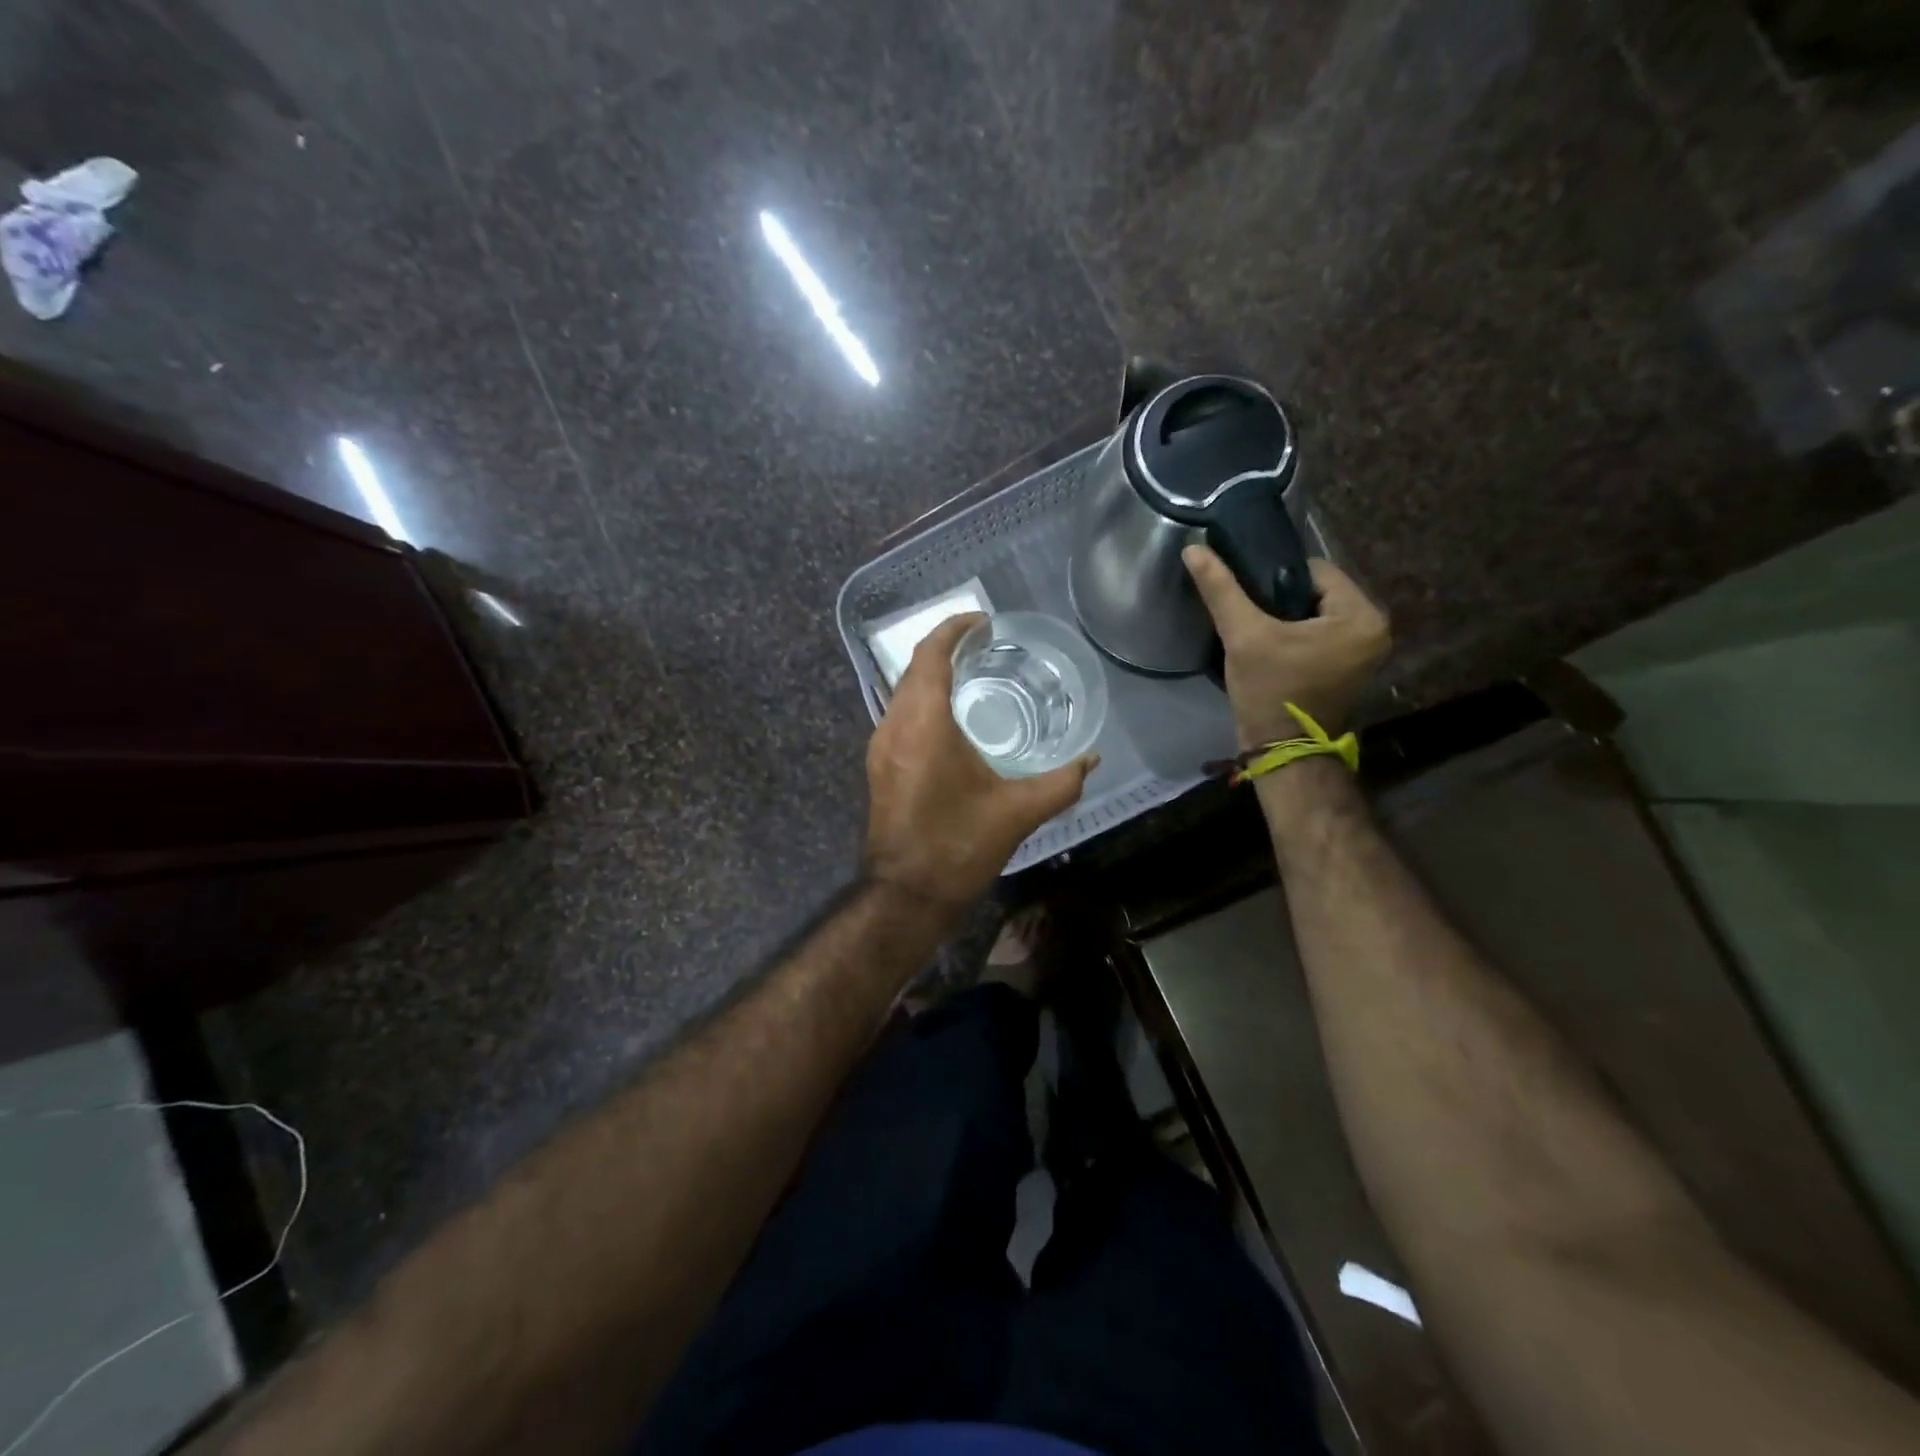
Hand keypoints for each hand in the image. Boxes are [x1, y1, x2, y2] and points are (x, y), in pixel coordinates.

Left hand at [865, 614, 1095, 909]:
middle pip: (914, 669)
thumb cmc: (958, 846)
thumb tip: (1092, 760)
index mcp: (924, 724)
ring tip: (973, 675)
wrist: (905, 894)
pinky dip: (923, 702)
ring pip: (903, 693)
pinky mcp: (879, 766)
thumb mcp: (1018, 812)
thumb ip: (1061, 783)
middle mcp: (894, 726)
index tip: (983, 621)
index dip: (954, 630)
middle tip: (985, 645)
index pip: (931, 655)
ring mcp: (880, 747)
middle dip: (946, 648)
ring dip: (932, 675)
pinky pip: (900, 715)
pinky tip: (952, 719)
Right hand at [1183, 546, 1390, 745]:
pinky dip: (1298, 637)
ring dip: (1288, 618)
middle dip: (1282, 599)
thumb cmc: (1271, 692)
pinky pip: (1322, 636)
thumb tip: (1194, 548)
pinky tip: (1271, 647)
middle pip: (1318, 593)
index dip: (1276, 577)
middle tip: (1249, 613)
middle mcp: (1375, 630)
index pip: (1316, 571)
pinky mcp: (1351, 670)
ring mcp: (1366, 653)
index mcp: (1361, 616)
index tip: (1247, 593)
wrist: (1282, 752)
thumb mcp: (1244, 636)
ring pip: (1318, 615)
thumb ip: (1222, 590)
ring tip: (1256, 629)